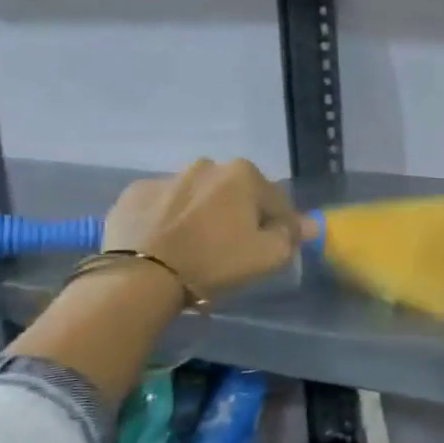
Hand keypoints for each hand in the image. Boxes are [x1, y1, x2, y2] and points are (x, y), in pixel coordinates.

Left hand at [103, 159, 302, 300]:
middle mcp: (206, 165)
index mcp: (244, 174)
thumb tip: (309, 224)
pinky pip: (164, 205)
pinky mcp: (134, 194)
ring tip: (197, 245)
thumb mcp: (269, 255)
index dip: (280, 225)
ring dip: (204, 213)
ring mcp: (166, 177)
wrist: (140, 277)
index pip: (276, 200)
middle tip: (234, 246)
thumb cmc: (215, 262)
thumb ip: (292, 235)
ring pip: (198, 196)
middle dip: (239, 213)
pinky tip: (167, 242)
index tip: (273, 246)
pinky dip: (169, 218)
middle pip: (235, 193)